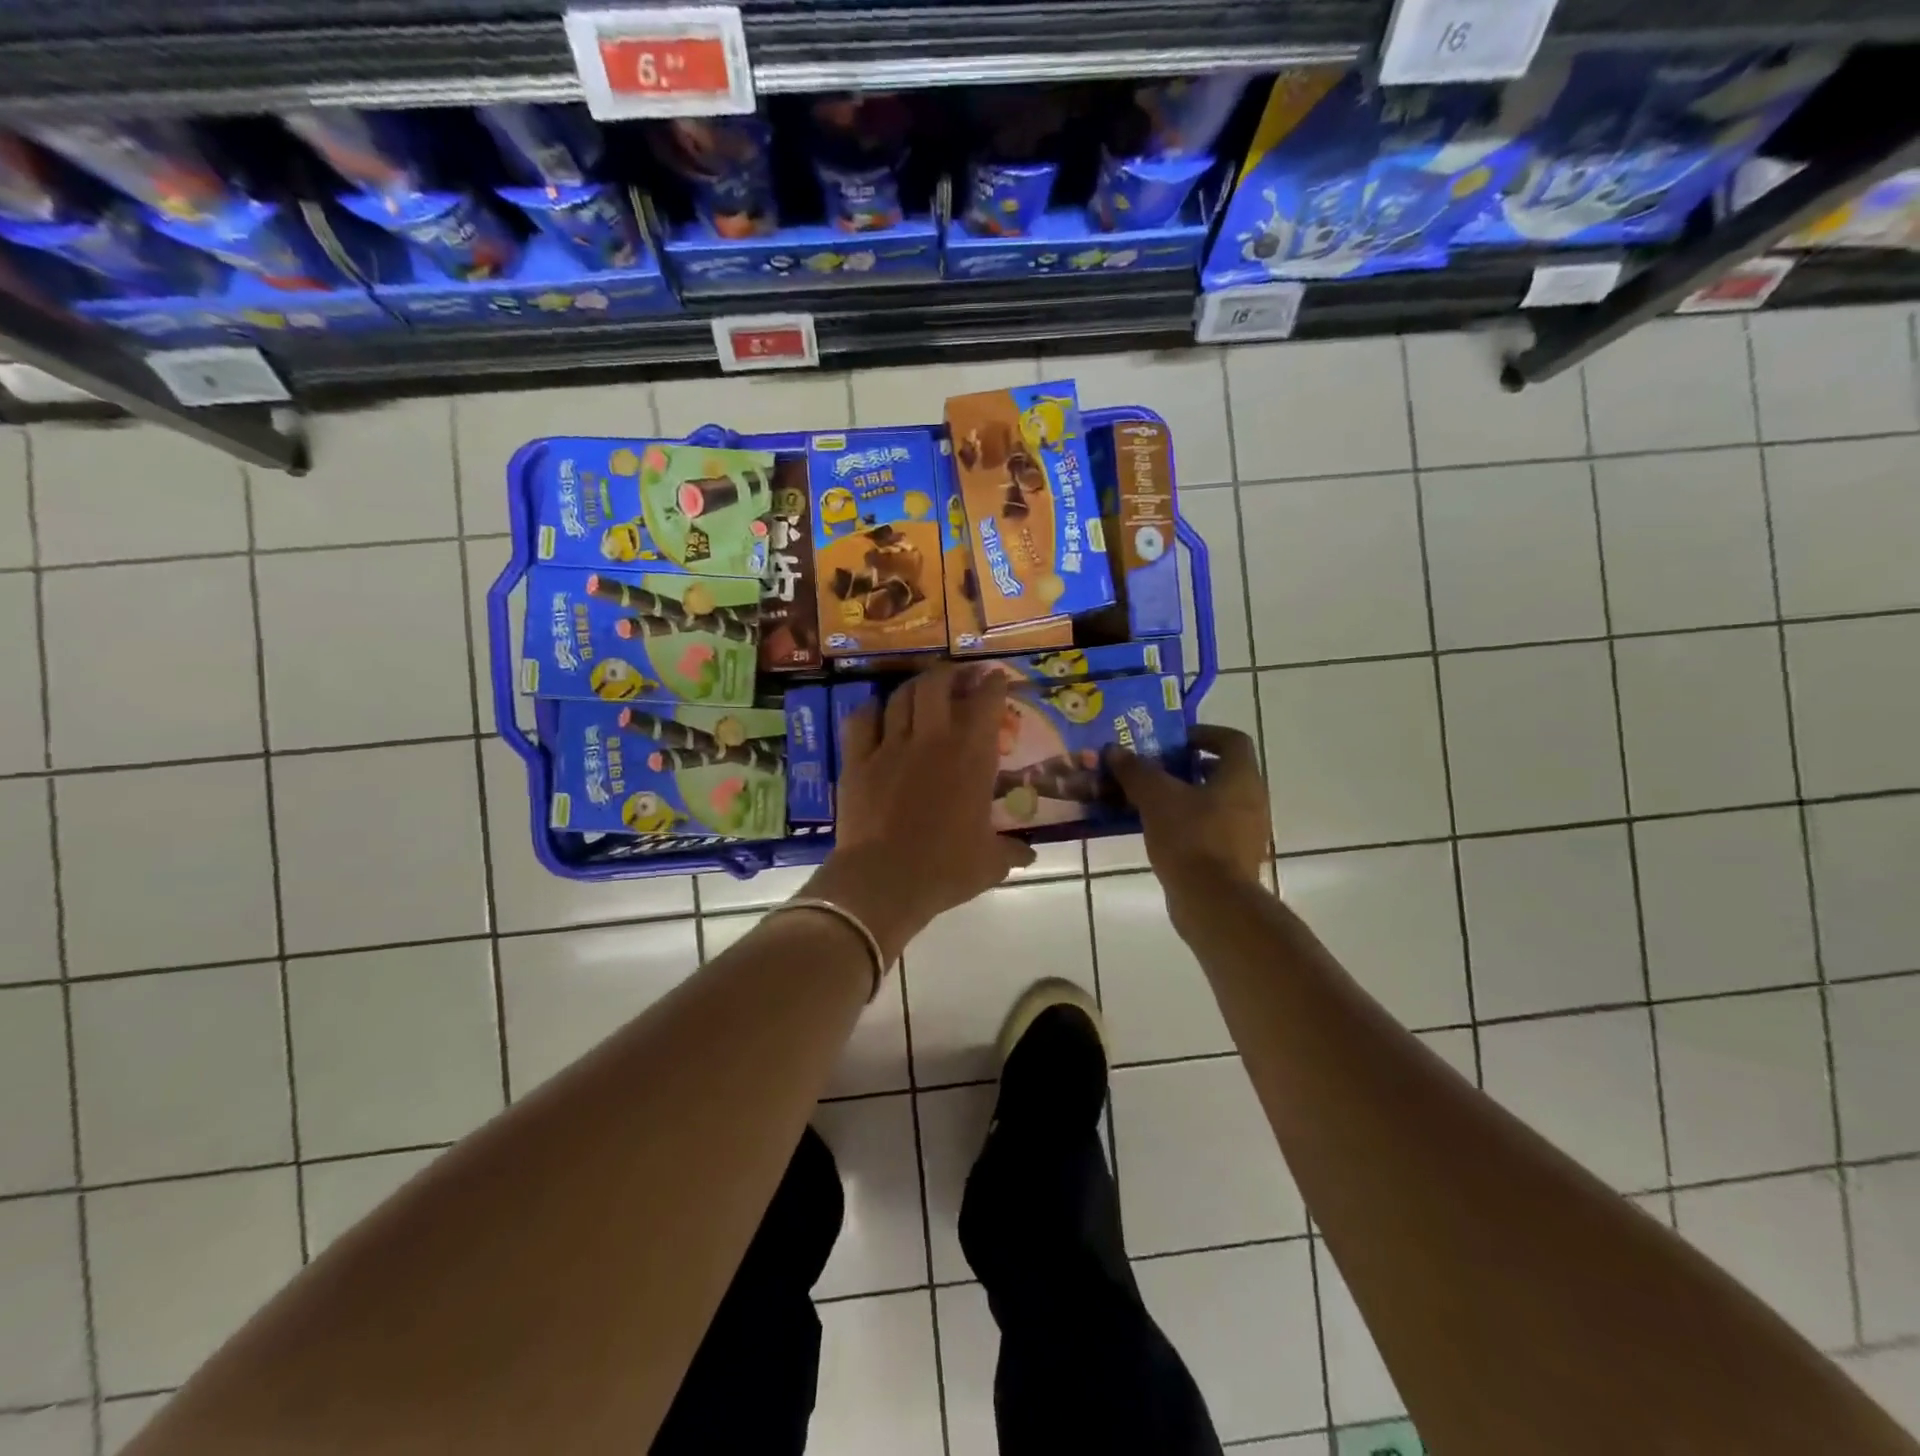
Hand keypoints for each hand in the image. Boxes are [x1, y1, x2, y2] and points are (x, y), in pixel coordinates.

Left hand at [808, 663, 1035, 960]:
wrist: (885, 881)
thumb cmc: (945, 869)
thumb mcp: (990, 863)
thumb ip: (1011, 852)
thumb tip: (1029, 855)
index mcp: (971, 757)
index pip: (986, 702)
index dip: (993, 684)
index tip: (996, 678)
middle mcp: (932, 739)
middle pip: (937, 684)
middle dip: (950, 673)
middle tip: (958, 678)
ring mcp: (890, 746)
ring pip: (901, 696)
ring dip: (914, 687)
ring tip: (921, 690)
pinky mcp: (857, 760)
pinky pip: (861, 720)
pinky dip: (871, 711)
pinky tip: (877, 714)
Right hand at [1108, 725, 1271, 896]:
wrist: (1213, 902)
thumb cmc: (1190, 838)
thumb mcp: (1156, 797)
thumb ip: (1136, 770)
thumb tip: (1114, 750)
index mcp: (1241, 777)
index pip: (1231, 740)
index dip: (1203, 734)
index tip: (1173, 741)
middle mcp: (1252, 800)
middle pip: (1220, 772)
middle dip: (1185, 768)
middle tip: (1153, 770)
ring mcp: (1246, 833)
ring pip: (1213, 803)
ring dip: (1183, 798)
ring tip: (1148, 801)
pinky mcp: (1234, 859)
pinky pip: (1210, 830)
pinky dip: (1187, 825)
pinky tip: (1157, 832)